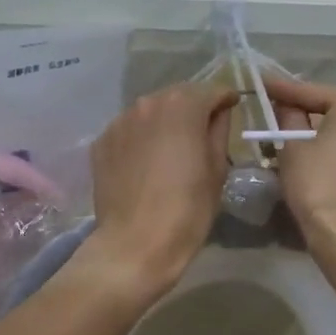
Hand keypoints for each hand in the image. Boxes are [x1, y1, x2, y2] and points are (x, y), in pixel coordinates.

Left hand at [87, 80, 238, 298]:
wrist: (135, 244)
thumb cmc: (187, 209)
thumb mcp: (217, 169)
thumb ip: (219, 131)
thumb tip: (218, 113)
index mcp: (183, 106)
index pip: (212, 90)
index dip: (226, 99)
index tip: (233, 108)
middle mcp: (148, 103)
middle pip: (178, 96)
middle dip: (194, 107)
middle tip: (203, 131)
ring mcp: (120, 121)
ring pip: (151, 111)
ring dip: (165, 121)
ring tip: (173, 147)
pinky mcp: (102, 141)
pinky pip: (130, 130)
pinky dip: (142, 137)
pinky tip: (146, 162)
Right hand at [265, 77, 335, 253]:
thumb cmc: (319, 184)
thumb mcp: (293, 146)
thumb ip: (287, 117)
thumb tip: (284, 105)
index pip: (311, 91)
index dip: (281, 88)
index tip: (258, 82)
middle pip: (327, 107)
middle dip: (298, 109)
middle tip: (268, 106)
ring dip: (309, 130)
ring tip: (280, 129)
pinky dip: (324, 146)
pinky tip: (302, 152)